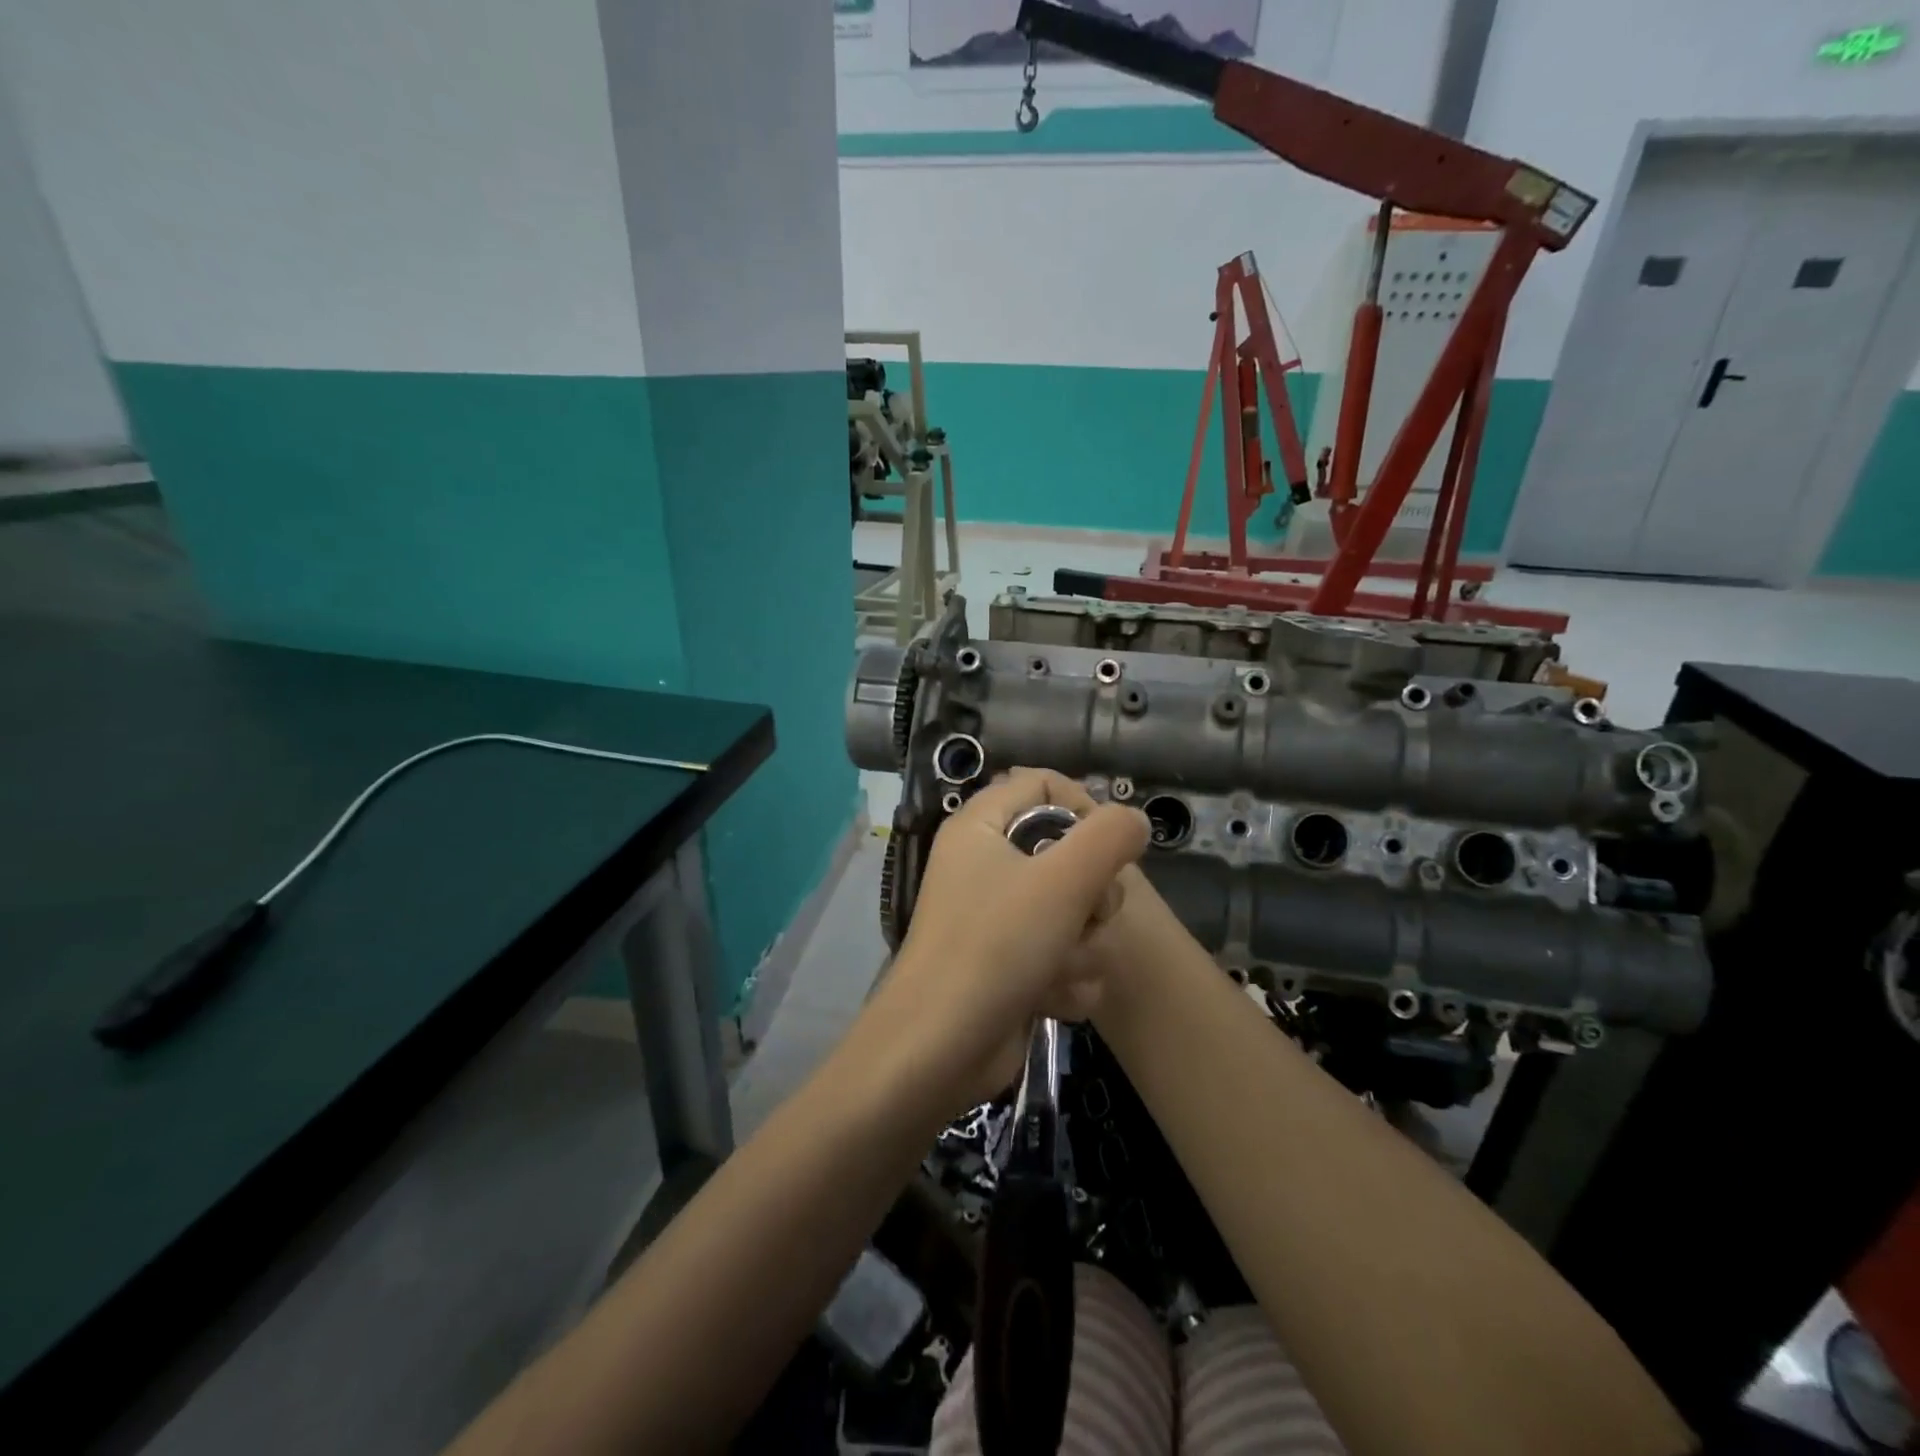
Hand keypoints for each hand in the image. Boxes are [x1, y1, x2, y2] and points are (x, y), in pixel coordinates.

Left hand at [874, 769, 1148, 1111]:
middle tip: (1085, 915)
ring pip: (1072, 911)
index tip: (1110, 845)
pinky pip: (1061, 955)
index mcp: (982, 826)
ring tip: (1059, 967)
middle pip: (1068, 853)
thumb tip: (1135, 821)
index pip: (1043, 784)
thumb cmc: (996, 947)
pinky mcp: (1008, 965)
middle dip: (1090, 895)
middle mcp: (986, 864)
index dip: (1084, 806)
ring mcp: (996, 918)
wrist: (939, 1050)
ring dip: (1081, 946)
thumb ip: (1109, 837)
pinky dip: (1065, 979)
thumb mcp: (1062, 880)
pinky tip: (1050, 1000)